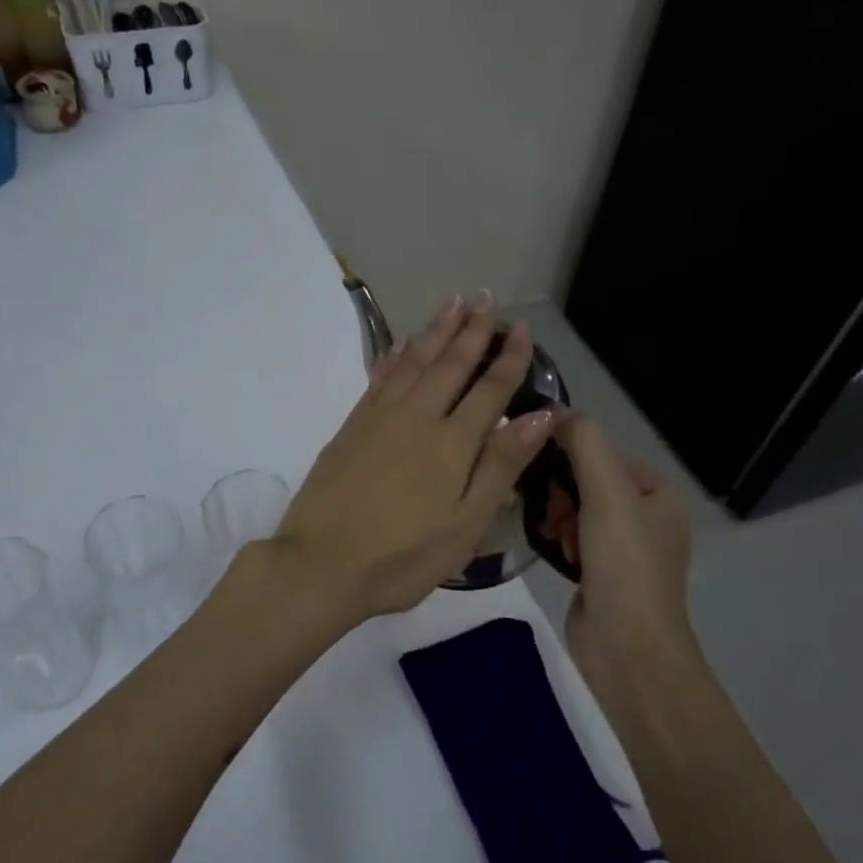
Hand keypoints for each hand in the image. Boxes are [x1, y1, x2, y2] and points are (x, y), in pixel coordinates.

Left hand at [270, 292, 561, 630]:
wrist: (321, 564)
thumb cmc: (403, 556)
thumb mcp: (465, 524)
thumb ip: (501, 465)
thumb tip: (541, 415)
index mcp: (452, 442)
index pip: (489, 390)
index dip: (509, 359)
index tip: (523, 329)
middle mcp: (417, 417)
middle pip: (450, 364)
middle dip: (471, 330)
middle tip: (486, 298)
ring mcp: (379, 418)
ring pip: (414, 362)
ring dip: (435, 331)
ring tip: (453, 304)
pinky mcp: (351, 427)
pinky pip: (379, 378)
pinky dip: (395, 357)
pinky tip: (402, 345)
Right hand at [553, 414, 697, 687]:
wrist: (627, 647)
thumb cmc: (624, 563)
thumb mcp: (606, 492)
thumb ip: (583, 443)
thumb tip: (555, 410)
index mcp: (659, 495)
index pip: (606, 454)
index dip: (573, 456)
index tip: (545, 469)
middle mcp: (646, 518)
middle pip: (589, 482)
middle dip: (563, 492)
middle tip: (552, 511)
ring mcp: (623, 549)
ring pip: (576, 511)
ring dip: (557, 516)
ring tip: (552, 534)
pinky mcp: (600, 575)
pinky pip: (572, 539)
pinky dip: (558, 539)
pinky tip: (551, 549)